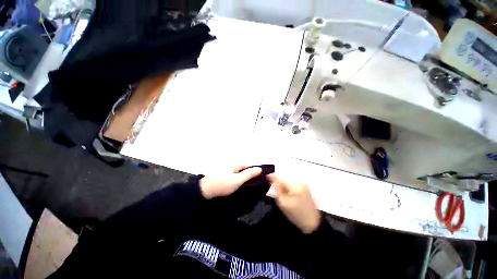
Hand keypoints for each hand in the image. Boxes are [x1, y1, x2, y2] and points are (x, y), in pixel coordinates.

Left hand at [200, 166, 261, 198]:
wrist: (205, 191)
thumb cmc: (222, 185)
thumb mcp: (237, 180)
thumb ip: (248, 174)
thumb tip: (259, 169)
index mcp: (235, 164)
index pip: (249, 164)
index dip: (256, 169)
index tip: (263, 175)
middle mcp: (231, 165)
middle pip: (244, 168)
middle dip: (251, 173)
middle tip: (257, 182)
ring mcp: (227, 169)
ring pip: (240, 172)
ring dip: (245, 176)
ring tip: (251, 184)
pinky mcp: (224, 175)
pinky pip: (235, 175)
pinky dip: (239, 178)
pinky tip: (240, 184)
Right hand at [268, 174, 320, 233]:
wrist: (313, 223)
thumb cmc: (297, 215)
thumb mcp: (283, 203)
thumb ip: (276, 190)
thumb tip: (270, 178)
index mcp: (294, 184)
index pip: (279, 176)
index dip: (271, 177)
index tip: (265, 181)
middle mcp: (299, 180)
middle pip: (283, 177)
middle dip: (277, 182)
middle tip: (275, 192)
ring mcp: (303, 182)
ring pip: (287, 179)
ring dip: (282, 185)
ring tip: (282, 195)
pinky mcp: (304, 186)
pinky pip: (291, 182)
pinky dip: (287, 187)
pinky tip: (288, 195)